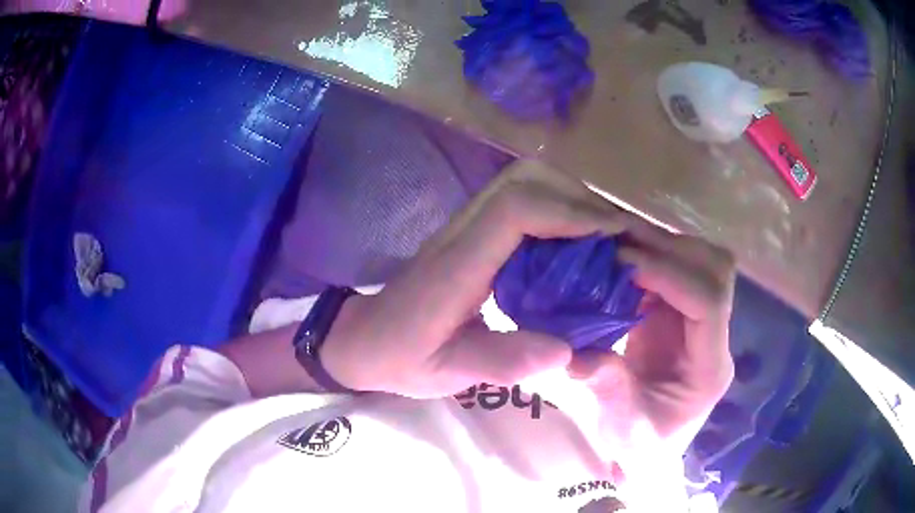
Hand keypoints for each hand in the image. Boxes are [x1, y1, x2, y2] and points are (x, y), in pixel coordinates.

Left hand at [321, 160, 628, 397]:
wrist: (363, 339)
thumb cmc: (401, 357)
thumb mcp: (448, 372)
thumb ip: (502, 362)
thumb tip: (567, 351)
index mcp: (456, 266)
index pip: (514, 212)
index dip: (568, 213)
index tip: (612, 231)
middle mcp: (460, 235)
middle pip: (520, 182)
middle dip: (574, 197)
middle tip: (613, 231)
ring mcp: (462, 229)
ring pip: (518, 185)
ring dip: (565, 199)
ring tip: (600, 235)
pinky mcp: (468, 236)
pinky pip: (515, 205)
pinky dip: (552, 212)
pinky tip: (571, 245)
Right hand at [567, 222, 735, 454]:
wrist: (648, 448)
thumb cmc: (641, 445)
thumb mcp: (622, 426)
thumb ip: (608, 388)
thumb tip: (573, 353)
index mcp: (710, 367)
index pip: (709, 304)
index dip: (671, 275)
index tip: (624, 264)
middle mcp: (714, 336)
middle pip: (716, 271)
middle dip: (671, 248)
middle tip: (619, 242)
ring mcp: (700, 322)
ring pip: (701, 262)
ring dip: (662, 246)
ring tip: (617, 244)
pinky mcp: (681, 315)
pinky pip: (675, 270)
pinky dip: (649, 256)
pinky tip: (618, 259)